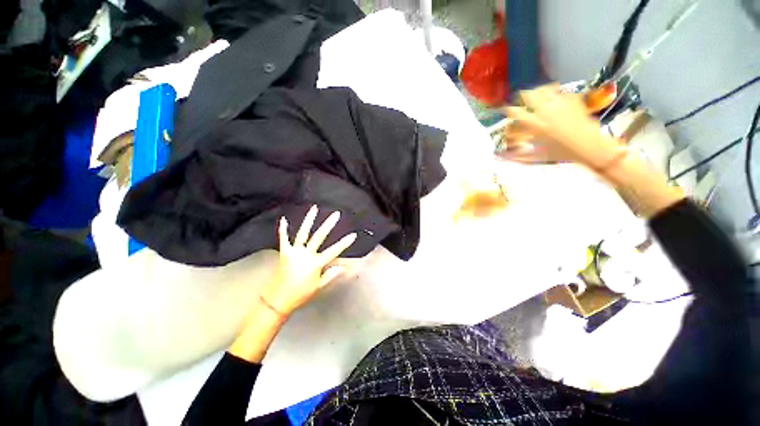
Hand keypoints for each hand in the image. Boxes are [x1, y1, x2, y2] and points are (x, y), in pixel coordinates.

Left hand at [259, 206, 356, 316]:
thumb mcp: (319, 286)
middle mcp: (305, 255)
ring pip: (303, 233)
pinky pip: (283, 239)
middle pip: (319, 236)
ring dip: (309, 220)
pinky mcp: (284, 253)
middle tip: (336, 214)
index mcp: (315, 263)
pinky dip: (283, 229)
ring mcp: (293, 252)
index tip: (353, 235)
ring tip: (314, 209)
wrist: (278, 300)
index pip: (333, 251)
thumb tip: (343, 267)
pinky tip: (284, 219)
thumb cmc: (301, 294)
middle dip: (329, 224)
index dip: (344, 243)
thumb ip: (331, 275)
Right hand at [502, 84, 621, 167]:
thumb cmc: (561, 153)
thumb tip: (500, 156)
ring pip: (543, 89)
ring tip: (538, 99)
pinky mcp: (572, 99)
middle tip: (522, 102)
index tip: (505, 111)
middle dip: (522, 98)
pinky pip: (559, 92)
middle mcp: (544, 109)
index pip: (514, 112)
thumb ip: (516, 154)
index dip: (507, 110)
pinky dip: (554, 95)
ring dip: (538, 94)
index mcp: (534, 124)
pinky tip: (555, 102)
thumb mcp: (536, 155)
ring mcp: (560, 102)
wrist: (590, 146)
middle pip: (528, 95)